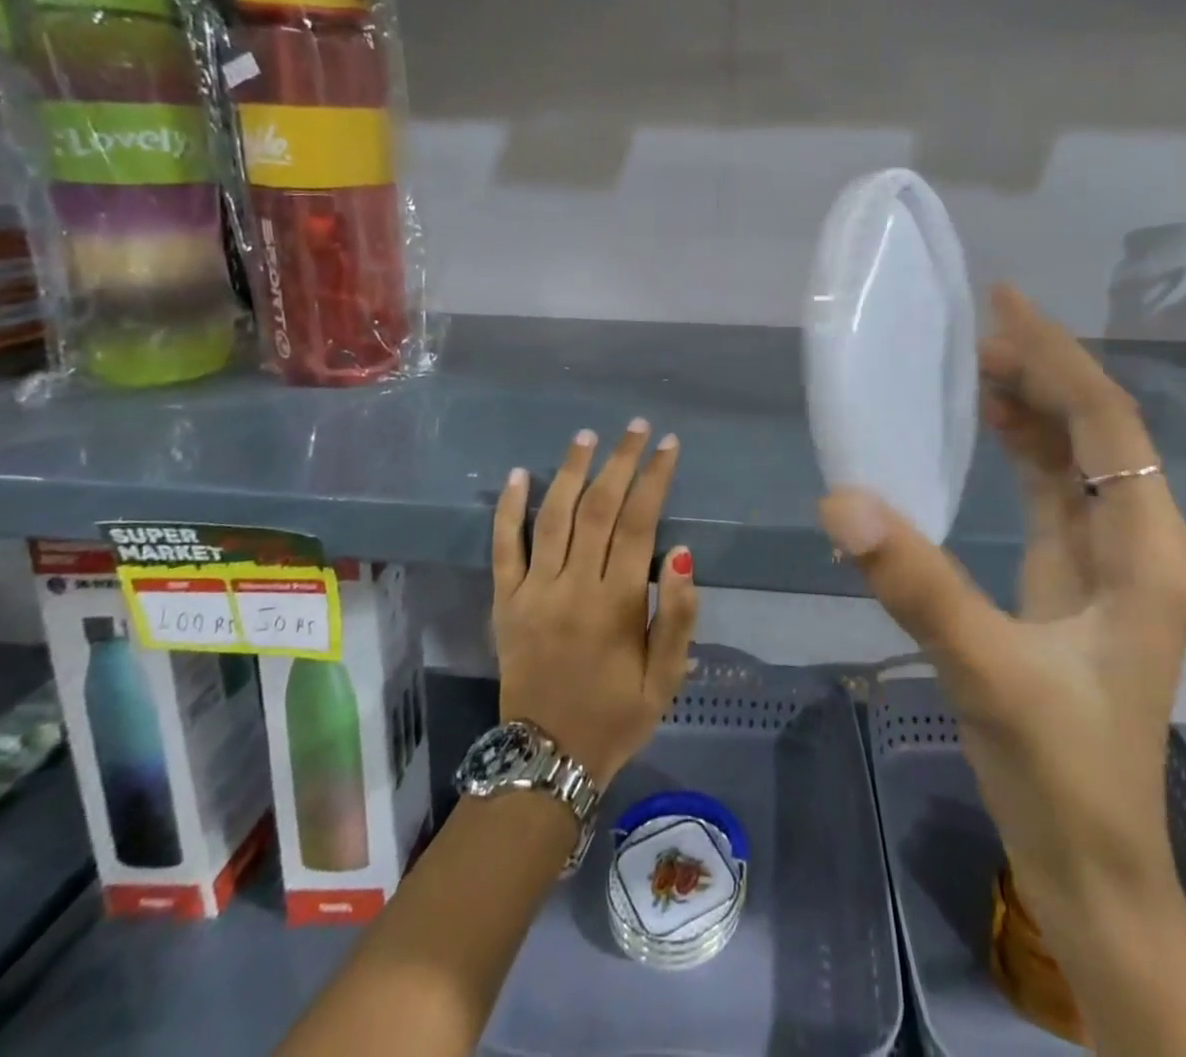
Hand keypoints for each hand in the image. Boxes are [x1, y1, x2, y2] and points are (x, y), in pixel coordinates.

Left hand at [491, 420, 698, 787]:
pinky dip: (510, 509)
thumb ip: (678, 616)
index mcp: (616, 604)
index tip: (668, 445)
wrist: (546, 759)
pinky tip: (521, 474)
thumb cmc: (617, 716)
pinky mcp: (505, 602)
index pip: (640, 523)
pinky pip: (504, 548)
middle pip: (599, 508)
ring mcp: (533, 592)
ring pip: (554, 516)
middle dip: (620, 461)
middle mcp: (573, 587)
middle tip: (636, 427)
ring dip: (572, 470)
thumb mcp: (666, 679)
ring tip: (587, 435)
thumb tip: (681, 553)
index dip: (655, 478)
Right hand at [821, 284, 1185, 930]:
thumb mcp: (987, 672)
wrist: (1092, 864)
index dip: (1058, 357)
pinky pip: (1054, 491)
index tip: (1006, 303)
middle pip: (1099, 430)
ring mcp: (1111, 562)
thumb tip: (841, 499)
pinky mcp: (1078, 580)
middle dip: (1045, 371)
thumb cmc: (1060, 773)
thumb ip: (916, 583)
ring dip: (1035, 405)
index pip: (1107, 425)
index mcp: (1148, 551)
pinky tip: (989, 427)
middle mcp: (1141, 542)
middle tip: (977, 327)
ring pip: (1077, 458)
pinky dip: (1025, 449)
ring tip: (978, 361)